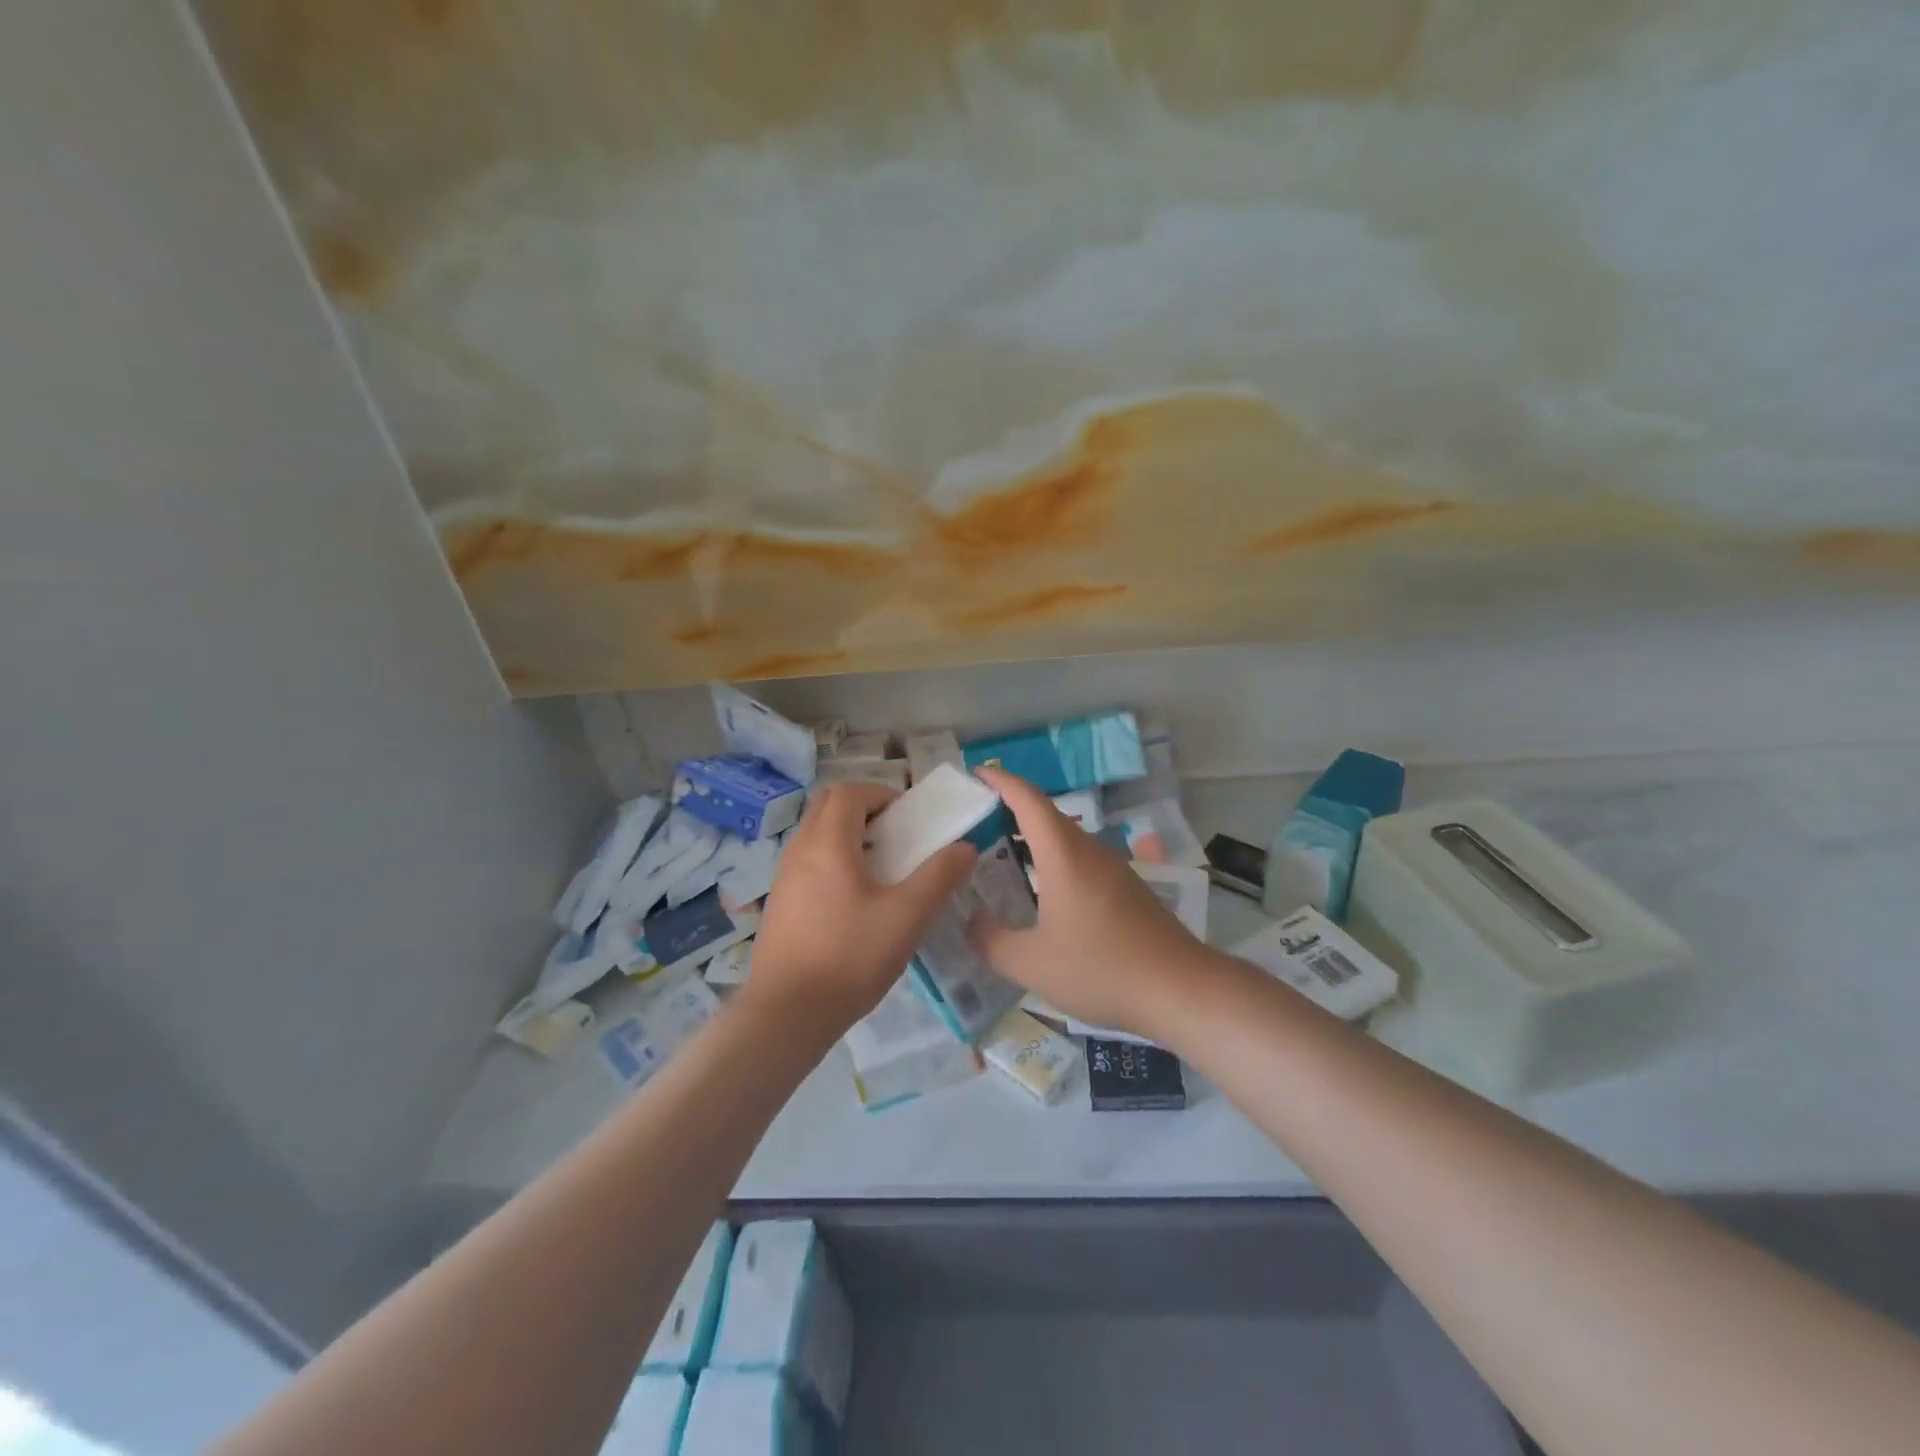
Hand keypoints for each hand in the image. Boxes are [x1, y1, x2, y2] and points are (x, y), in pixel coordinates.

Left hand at [746, 782, 975, 1034]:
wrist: (787, 1014)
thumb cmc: (850, 957)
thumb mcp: (906, 917)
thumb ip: (939, 877)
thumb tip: (966, 847)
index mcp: (827, 843)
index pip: (850, 792)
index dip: (881, 794)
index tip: (908, 818)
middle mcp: (799, 850)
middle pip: (828, 805)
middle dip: (864, 809)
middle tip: (895, 837)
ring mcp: (784, 877)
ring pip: (816, 834)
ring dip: (847, 835)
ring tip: (880, 869)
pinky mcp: (780, 903)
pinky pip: (807, 862)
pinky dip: (832, 860)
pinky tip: (854, 901)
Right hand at [971, 767, 1211, 1038]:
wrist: (1180, 989)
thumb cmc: (1101, 968)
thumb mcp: (1031, 963)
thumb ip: (991, 940)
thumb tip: (971, 922)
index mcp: (1063, 855)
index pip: (1027, 799)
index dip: (1000, 781)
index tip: (975, 774)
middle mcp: (1090, 850)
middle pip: (1046, 815)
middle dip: (1010, 812)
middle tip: (975, 825)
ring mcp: (1114, 868)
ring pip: (1065, 840)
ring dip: (1033, 841)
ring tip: (1000, 859)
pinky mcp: (1127, 889)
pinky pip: (1081, 861)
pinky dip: (1053, 863)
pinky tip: (1042, 895)